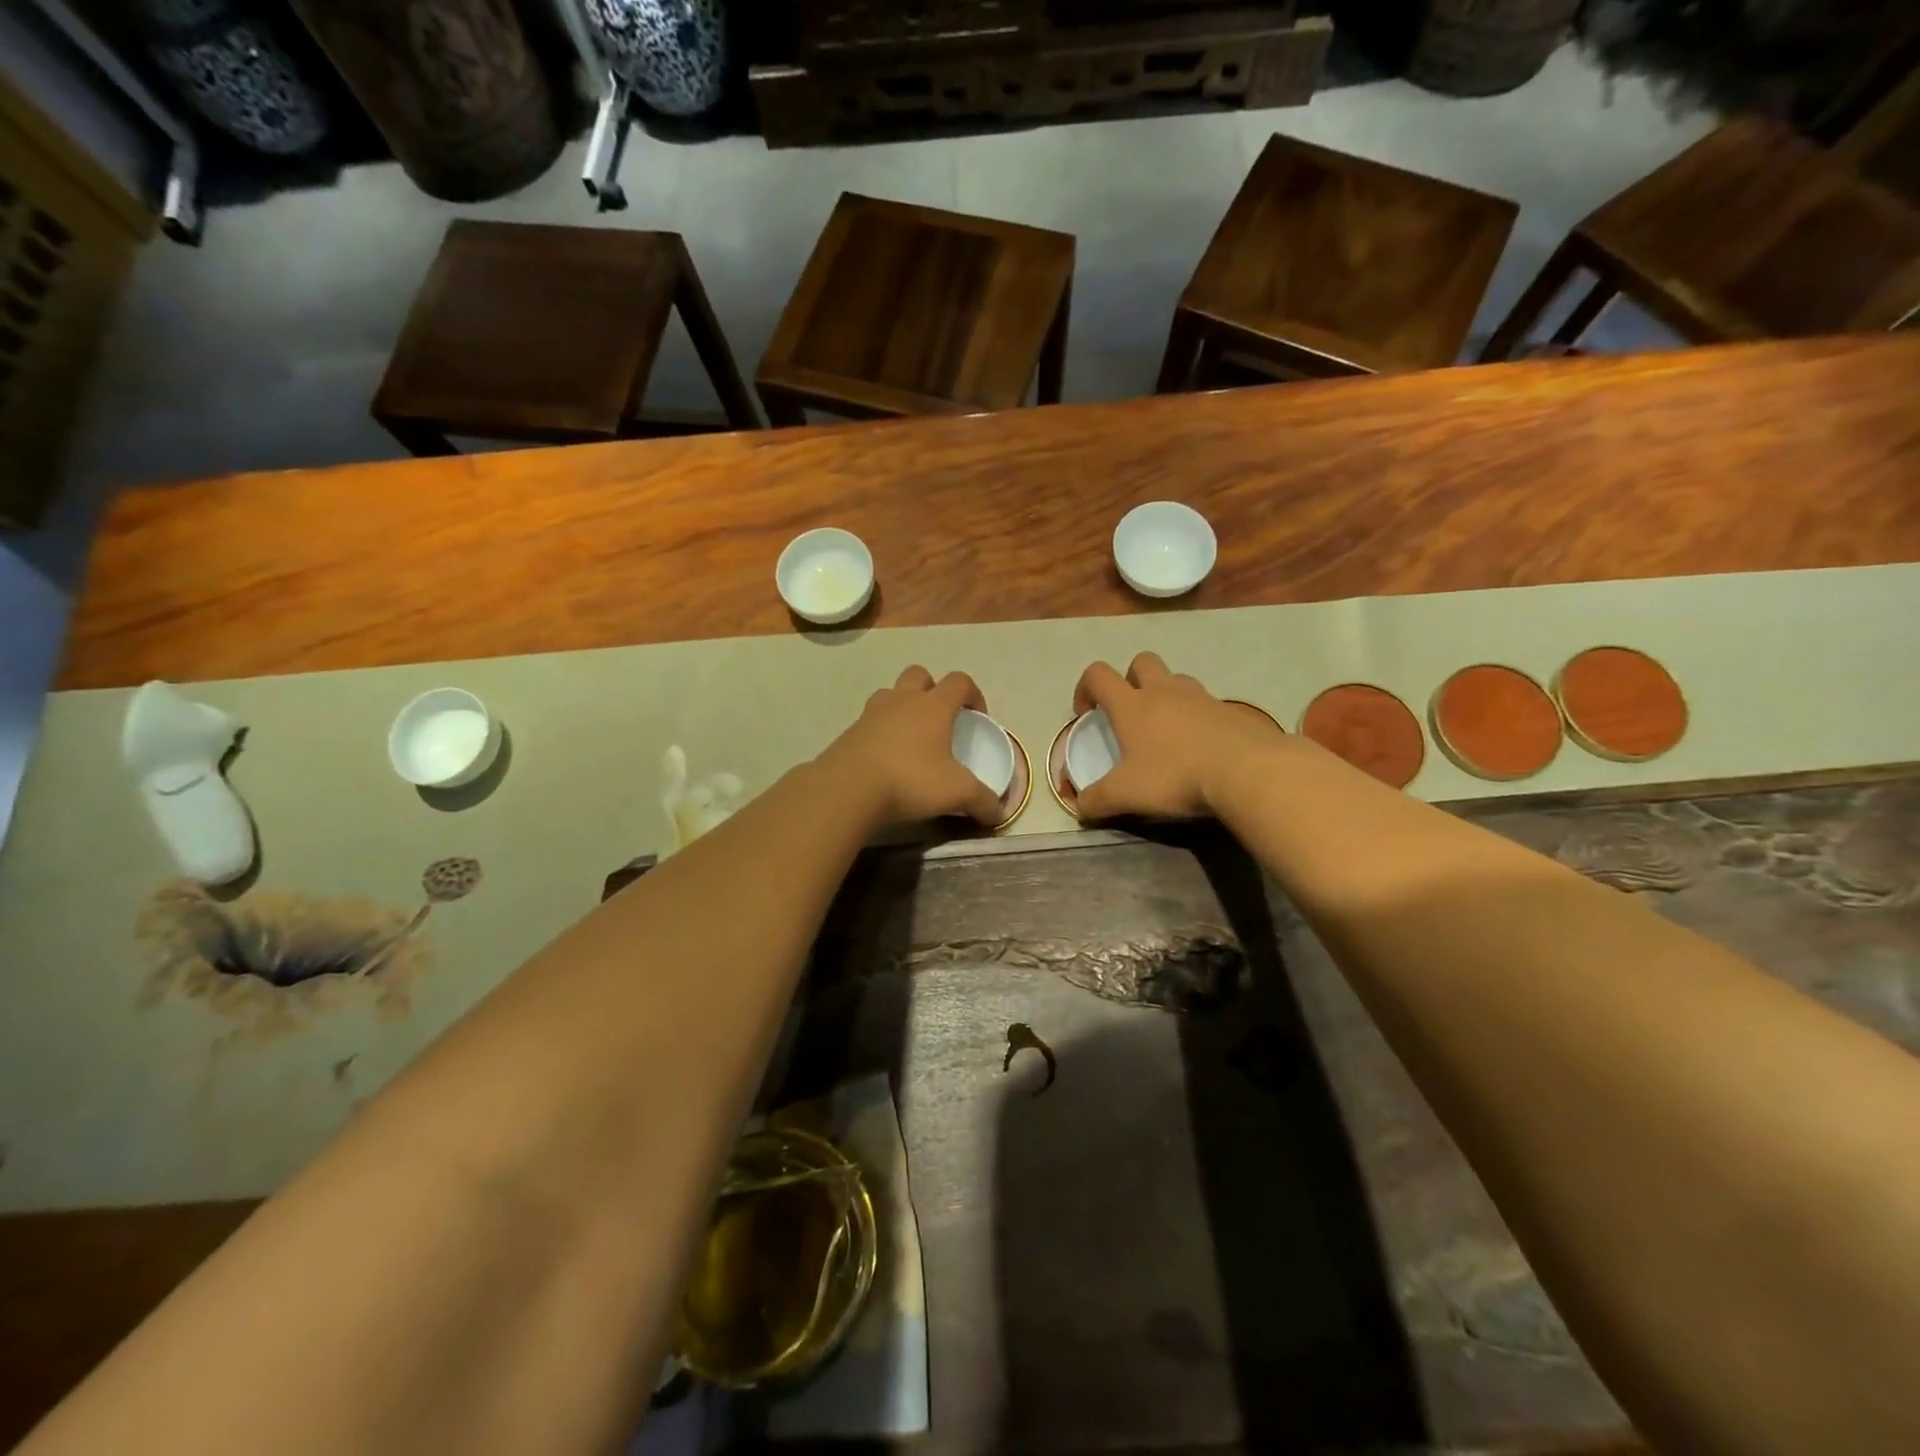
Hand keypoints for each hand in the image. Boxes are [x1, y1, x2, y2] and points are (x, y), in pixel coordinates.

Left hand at [818, 666, 1004, 827]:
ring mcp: (872, 713)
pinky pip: (870, 720)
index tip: (977, 716)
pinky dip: (881, 731)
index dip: (973, 694)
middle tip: (940, 719)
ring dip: (902, 706)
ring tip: (910, 736)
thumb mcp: (956, 793)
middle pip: (920, 674)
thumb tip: (998, 812)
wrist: (848, 788)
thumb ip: (982, 801)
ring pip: (890, 694)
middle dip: (933, 689)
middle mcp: (903, 700)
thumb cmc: (910, 779)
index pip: (959, 681)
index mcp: (933, 706)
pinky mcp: (850, 732)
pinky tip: (885, 758)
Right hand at [1070, 652, 1285, 819]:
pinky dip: (1198, 718)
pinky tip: (1200, 747)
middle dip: (1129, 679)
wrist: (1247, 772)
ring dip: (1166, 695)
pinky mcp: (1232, 711)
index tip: (1086, 713)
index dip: (1085, 687)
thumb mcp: (1127, 795)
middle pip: (1142, 663)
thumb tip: (1080, 808)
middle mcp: (1165, 692)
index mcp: (1132, 705)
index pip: (1098, 675)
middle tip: (1129, 712)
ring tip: (1166, 730)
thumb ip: (1098, 801)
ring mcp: (1202, 698)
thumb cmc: (1175, 776)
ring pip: (1177, 680)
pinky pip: (1207, 704)